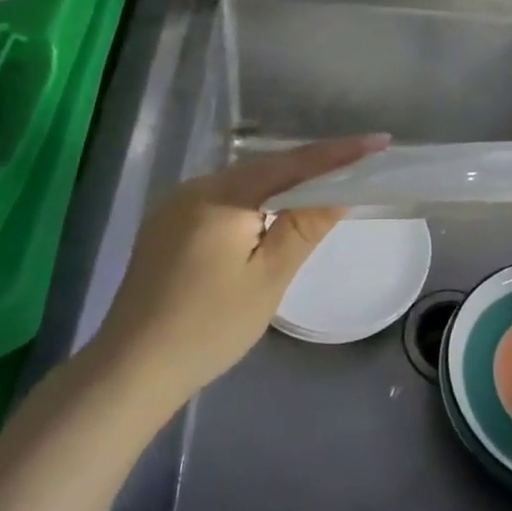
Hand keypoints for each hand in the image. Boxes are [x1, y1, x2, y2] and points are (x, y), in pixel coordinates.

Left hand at [87, 136, 389, 410]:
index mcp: (222, 196)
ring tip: (324, 188)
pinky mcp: (166, 226)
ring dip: (282, 186)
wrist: (131, 369)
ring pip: (243, 185)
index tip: (380, 141)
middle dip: (311, 167)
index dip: (339, 153)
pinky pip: (222, 201)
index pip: (292, 164)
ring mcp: (175, 206)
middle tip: (357, 165)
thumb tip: (340, 191)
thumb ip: (305, 227)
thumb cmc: (209, 326)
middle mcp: (195, 188)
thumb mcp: (268, 278)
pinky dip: (254, 202)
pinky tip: (269, 217)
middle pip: (265, 169)